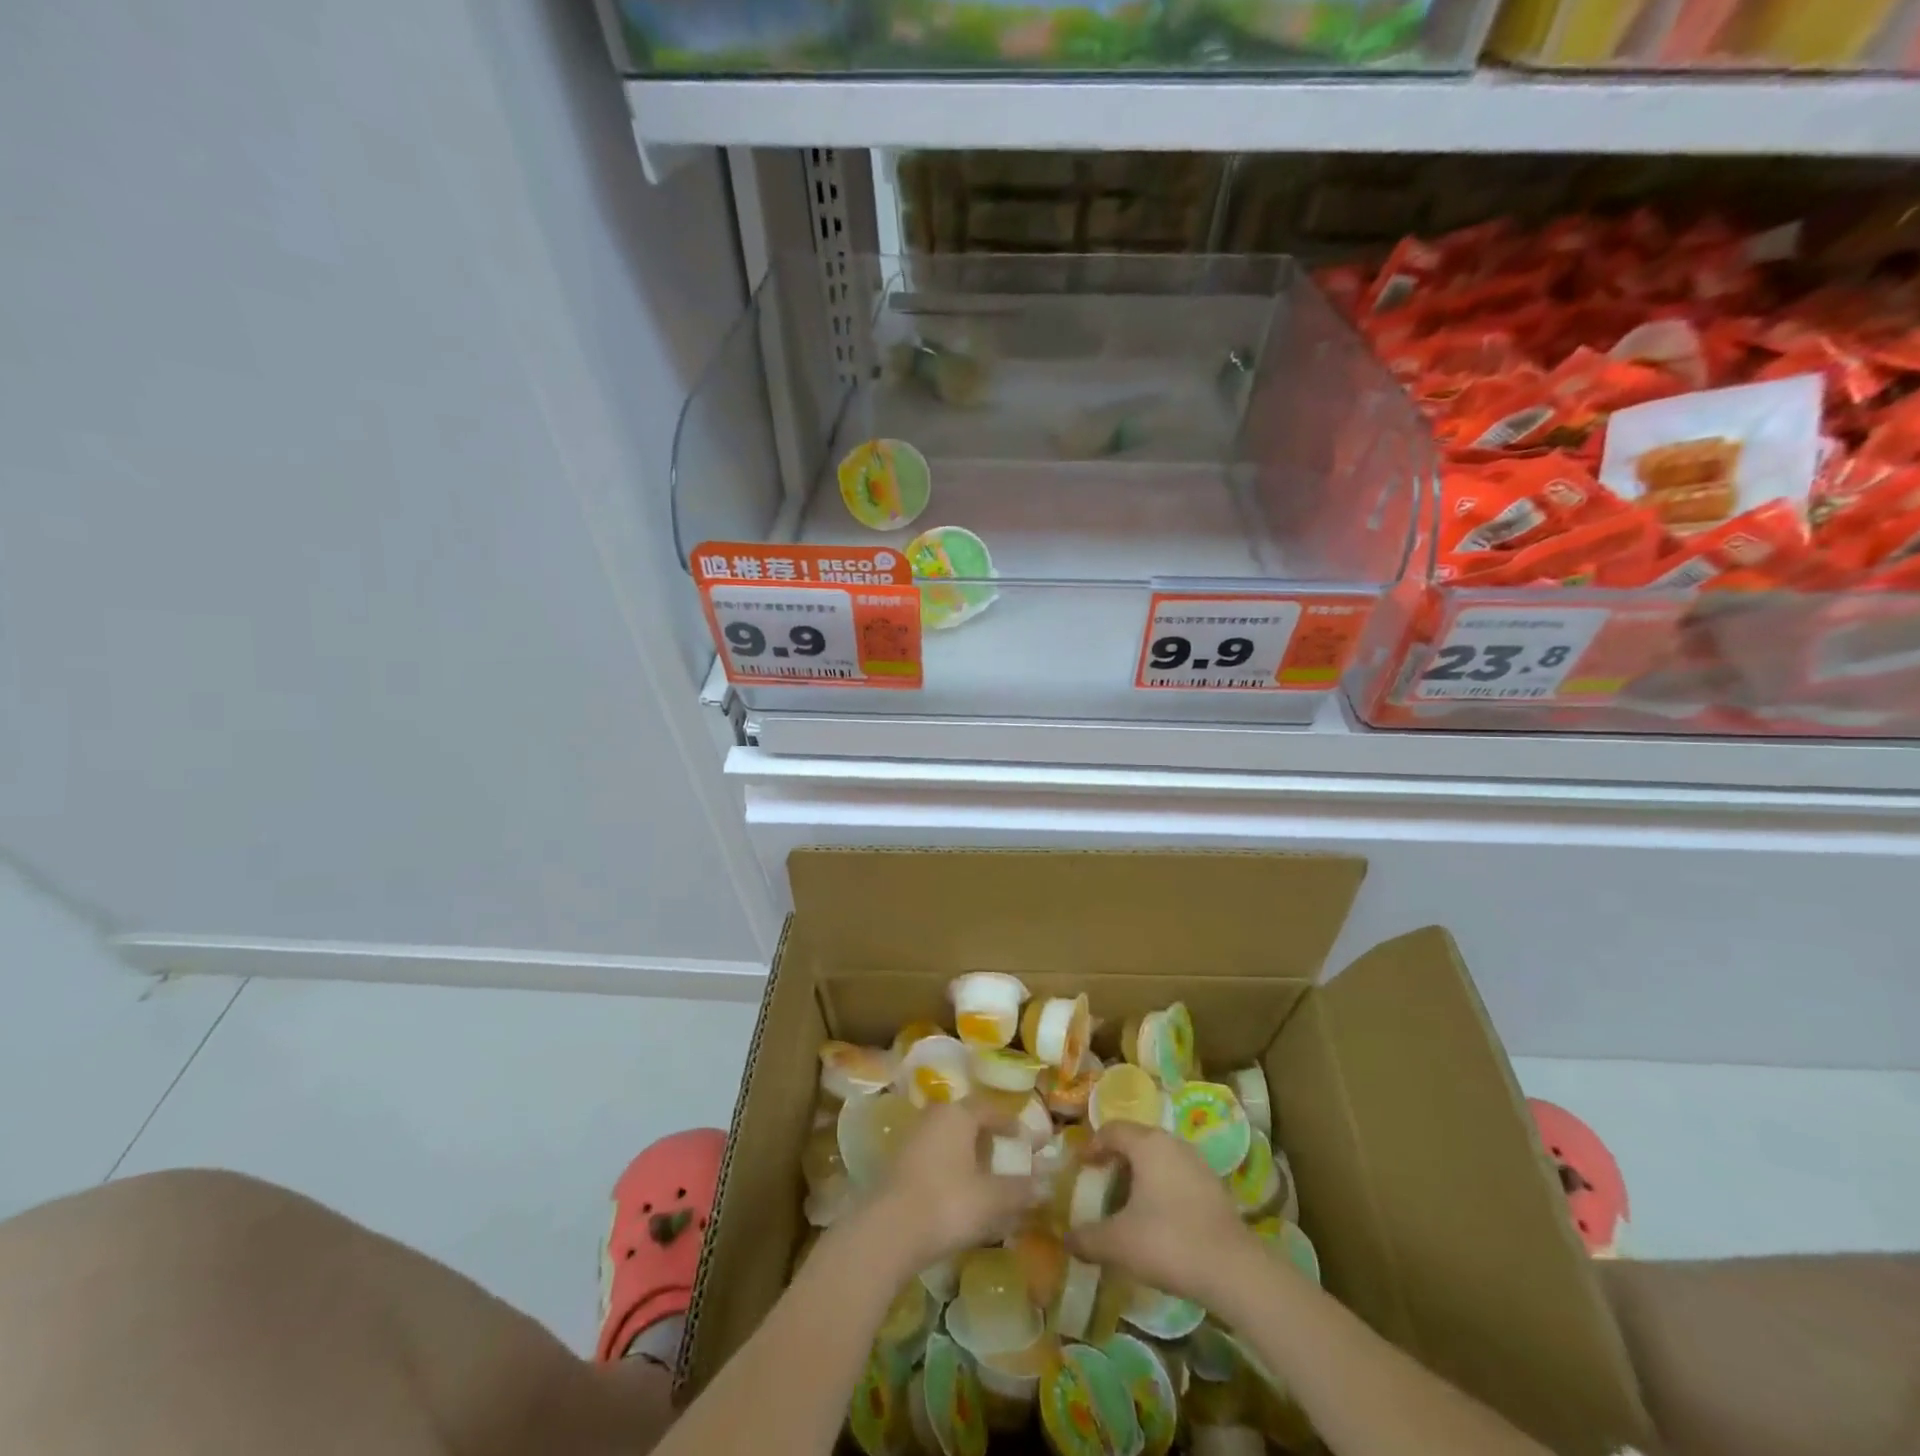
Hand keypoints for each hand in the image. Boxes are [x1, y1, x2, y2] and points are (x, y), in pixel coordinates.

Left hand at [871, 1102, 1037, 1267]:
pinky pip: (935, 1159)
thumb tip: (1047, 1184)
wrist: (888, 1232)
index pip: (990, 1109)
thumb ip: (1020, 1190)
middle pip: (967, 1122)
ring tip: (986, 1181)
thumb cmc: (947, 1203)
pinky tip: (960, 1196)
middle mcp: (934, 1117)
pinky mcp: (899, 1165)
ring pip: (950, 1141)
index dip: (1011, 1124)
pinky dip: (952, 1171)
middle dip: (989, 1139)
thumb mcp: (992, 1198)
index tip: (1028, 1140)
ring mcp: (913, 1139)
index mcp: (958, 1114)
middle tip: (1008, 1159)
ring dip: (969, 1157)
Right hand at [1067, 1121, 1255, 1306]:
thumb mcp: (1119, 1243)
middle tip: (1101, 1182)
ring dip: (1141, 1174)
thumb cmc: (1168, 1242)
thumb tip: (1065, 1240)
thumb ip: (1087, 1238)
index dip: (1092, 1145)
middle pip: (1137, 1140)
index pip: (1112, 1130)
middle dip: (1116, 1159)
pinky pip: (1178, 1176)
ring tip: (1128, 1202)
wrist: (1234, 1270)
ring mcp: (1197, 1163)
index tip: (1081, 1167)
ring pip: (1159, 1158)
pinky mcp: (1214, 1187)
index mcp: (1147, 1144)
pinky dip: (1162, 1188)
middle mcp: (1172, 1143)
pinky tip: (1158, 1218)